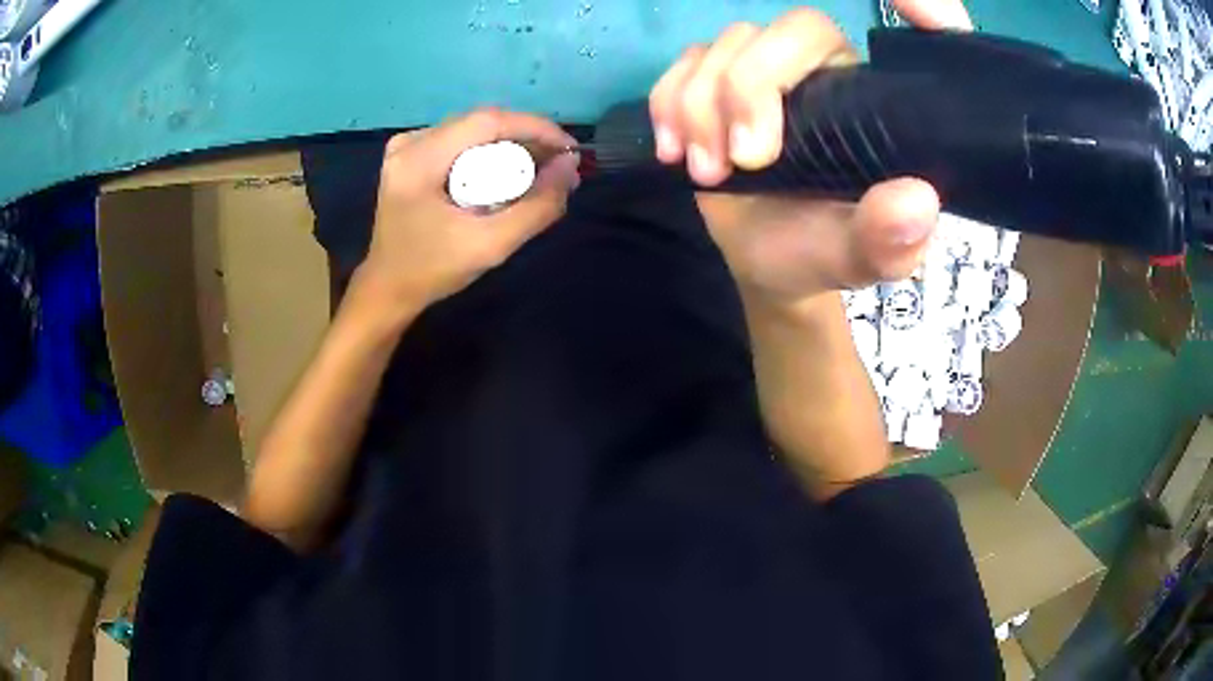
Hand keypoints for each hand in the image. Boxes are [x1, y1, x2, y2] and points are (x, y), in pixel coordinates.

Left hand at [358, 109, 579, 313]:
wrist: (388, 289)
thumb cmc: (433, 271)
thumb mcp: (491, 245)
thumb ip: (537, 207)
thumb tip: (570, 167)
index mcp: (419, 160)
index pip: (487, 121)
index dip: (535, 127)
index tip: (569, 149)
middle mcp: (410, 142)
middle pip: (482, 124)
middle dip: (527, 139)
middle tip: (560, 167)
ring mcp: (407, 146)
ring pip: (474, 131)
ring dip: (511, 146)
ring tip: (542, 171)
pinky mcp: (410, 155)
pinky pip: (461, 141)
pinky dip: (489, 153)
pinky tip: (508, 173)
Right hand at [648, 2, 971, 307]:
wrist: (765, 260)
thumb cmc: (821, 252)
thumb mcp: (861, 259)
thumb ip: (889, 239)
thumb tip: (916, 199)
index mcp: (870, 102)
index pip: (872, 41)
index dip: (918, 3)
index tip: (919, 10)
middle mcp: (823, 72)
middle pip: (786, 31)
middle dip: (749, 88)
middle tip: (743, 162)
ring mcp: (763, 71)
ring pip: (725, 46)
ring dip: (700, 107)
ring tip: (708, 173)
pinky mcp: (713, 82)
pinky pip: (682, 65)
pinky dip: (668, 103)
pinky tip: (674, 150)